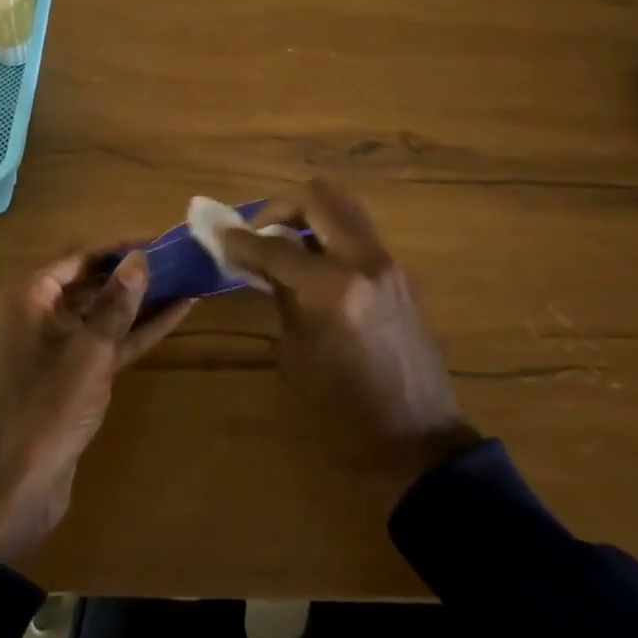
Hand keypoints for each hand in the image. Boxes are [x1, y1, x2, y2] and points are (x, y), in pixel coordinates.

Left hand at [0, 249, 193, 566]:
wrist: (16, 490)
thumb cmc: (47, 408)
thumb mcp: (89, 350)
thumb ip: (117, 302)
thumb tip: (141, 256)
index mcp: (30, 297)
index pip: (81, 257)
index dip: (121, 247)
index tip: (161, 239)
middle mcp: (38, 314)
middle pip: (93, 282)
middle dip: (135, 273)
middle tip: (180, 258)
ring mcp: (56, 347)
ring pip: (103, 314)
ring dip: (141, 301)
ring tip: (186, 280)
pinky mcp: (72, 377)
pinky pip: (106, 342)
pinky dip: (136, 331)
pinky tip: (175, 315)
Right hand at [220, 180, 480, 504]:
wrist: (418, 440)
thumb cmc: (344, 411)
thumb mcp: (297, 354)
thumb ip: (281, 295)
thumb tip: (262, 262)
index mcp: (332, 288)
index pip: (275, 246)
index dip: (240, 239)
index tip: (219, 233)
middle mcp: (364, 261)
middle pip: (318, 197)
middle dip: (280, 206)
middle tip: (260, 231)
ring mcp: (389, 263)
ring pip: (344, 207)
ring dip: (309, 214)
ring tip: (286, 243)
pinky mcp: (401, 273)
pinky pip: (359, 233)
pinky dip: (330, 234)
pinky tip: (314, 264)